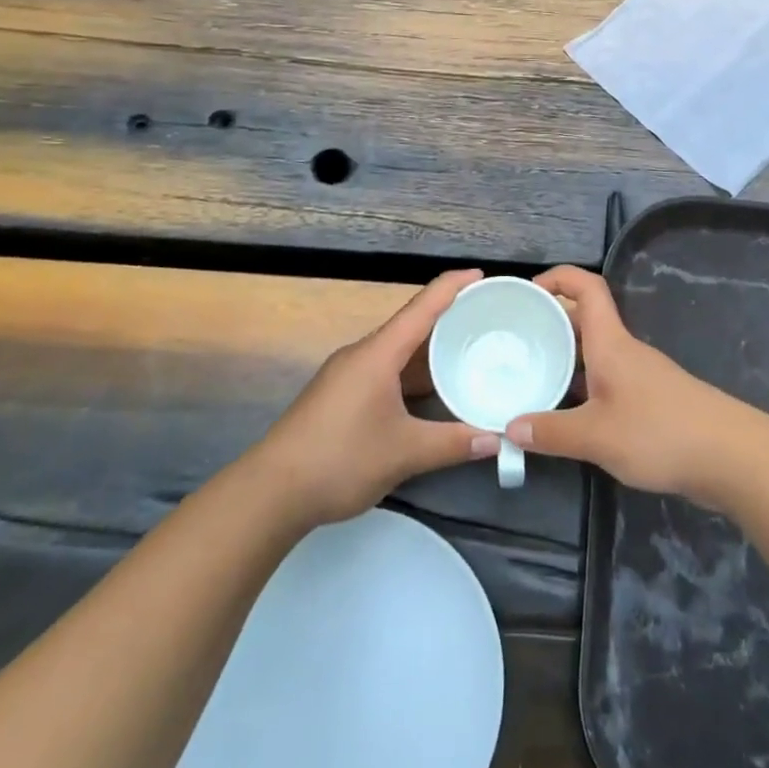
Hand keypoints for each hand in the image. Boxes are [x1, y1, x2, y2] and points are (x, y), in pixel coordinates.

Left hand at [253, 270, 496, 527]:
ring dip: (427, 349)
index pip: (423, 306)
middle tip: (484, 319)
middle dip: (446, 318)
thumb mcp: (404, 452)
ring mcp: (346, 374)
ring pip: (396, 350)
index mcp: (379, 353)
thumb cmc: (340, 459)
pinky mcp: (337, 395)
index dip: (452, 286)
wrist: (270, 492)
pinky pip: (383, 369)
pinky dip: (410, 372)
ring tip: (463, 352)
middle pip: (410, 325)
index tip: (481, 275)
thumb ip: (453, 443)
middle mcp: (362, 354)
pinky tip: (427, 390)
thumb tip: (498, 438)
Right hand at [505, 266, 747, 503]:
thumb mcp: (596, 436)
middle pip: (584, 319)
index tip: (526, 293)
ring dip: (564, 358)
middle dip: (550, 321)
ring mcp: (638, 374)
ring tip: (529, 375)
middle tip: (514, 340)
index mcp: (610, 342)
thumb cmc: (659, 432)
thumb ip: (551, 432)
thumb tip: (509, 427)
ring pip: (594, 352)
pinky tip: (565, 412)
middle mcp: (623, 349)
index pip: (586, 287)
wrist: (730, 456)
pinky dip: (582, 386)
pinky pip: (605, 379)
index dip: (557, 278)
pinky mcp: (649, 400)